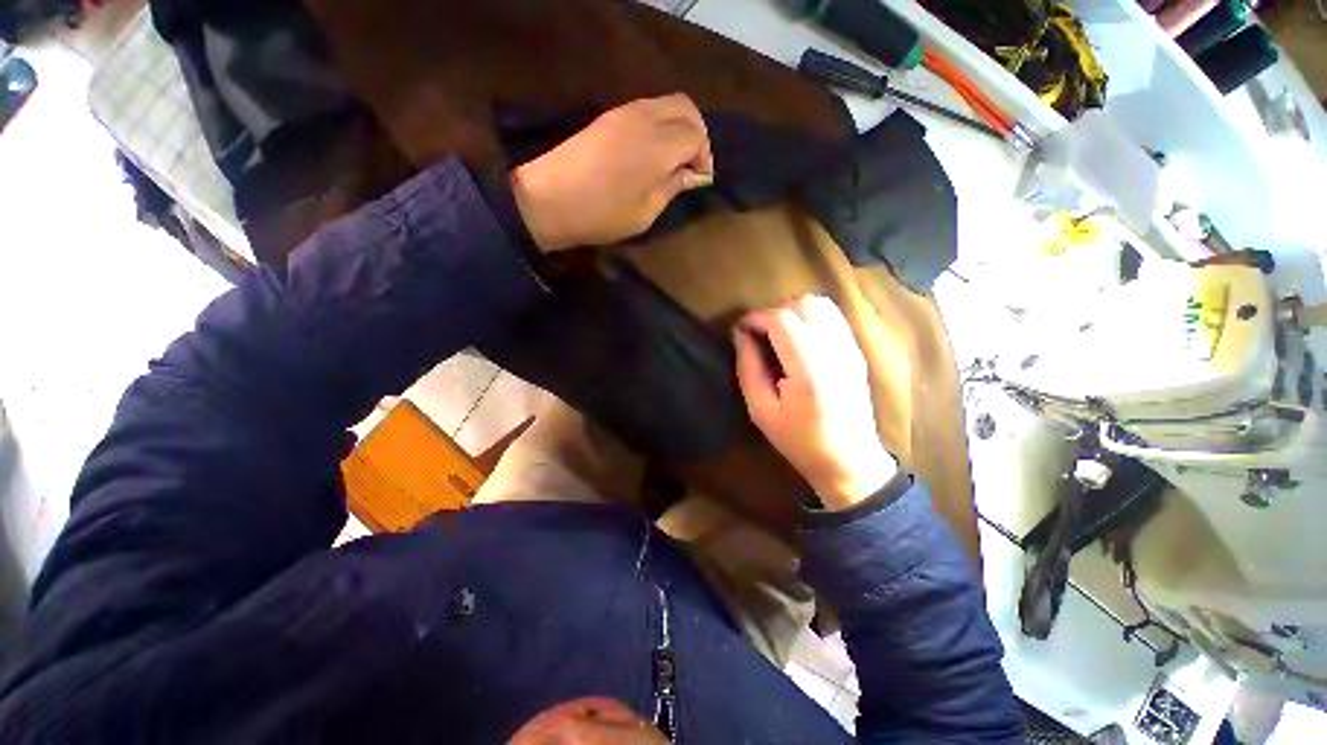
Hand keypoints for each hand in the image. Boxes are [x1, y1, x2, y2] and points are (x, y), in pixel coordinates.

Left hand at [510, 94, 713, 251]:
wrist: (549, 199)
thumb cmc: (603, 214)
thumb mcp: (646, 211)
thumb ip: (673, 187)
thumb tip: (692, 175)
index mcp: (659, 143)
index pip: (696, 135)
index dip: (704, 158)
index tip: (699, 181)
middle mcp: (646, 117)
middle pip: (686, 108)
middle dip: (698, 134)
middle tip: (693, 166)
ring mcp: (624, 112)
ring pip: (667, 104)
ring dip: (679, 127)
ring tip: (675, 160)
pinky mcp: (609, 116)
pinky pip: (647, 109)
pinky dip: (661, 124)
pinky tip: (653, 152)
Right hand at [734, 296, 896, 509]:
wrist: (849, 460)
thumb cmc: (800, 440)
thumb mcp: (761, 410)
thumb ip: (748, 368)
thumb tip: (740, 335)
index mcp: (809, 368)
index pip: (781, 319)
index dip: (755, 318)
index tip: (740, 330)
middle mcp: (834, 349)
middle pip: (802, 304)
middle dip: (773, 312)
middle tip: (758, 334)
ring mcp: (850, 348)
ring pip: (820, 304)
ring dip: (793, 311)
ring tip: (777, 334)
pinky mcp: (856, 350)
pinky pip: (832, 317)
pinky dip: (810, 317)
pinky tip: (798, 339)